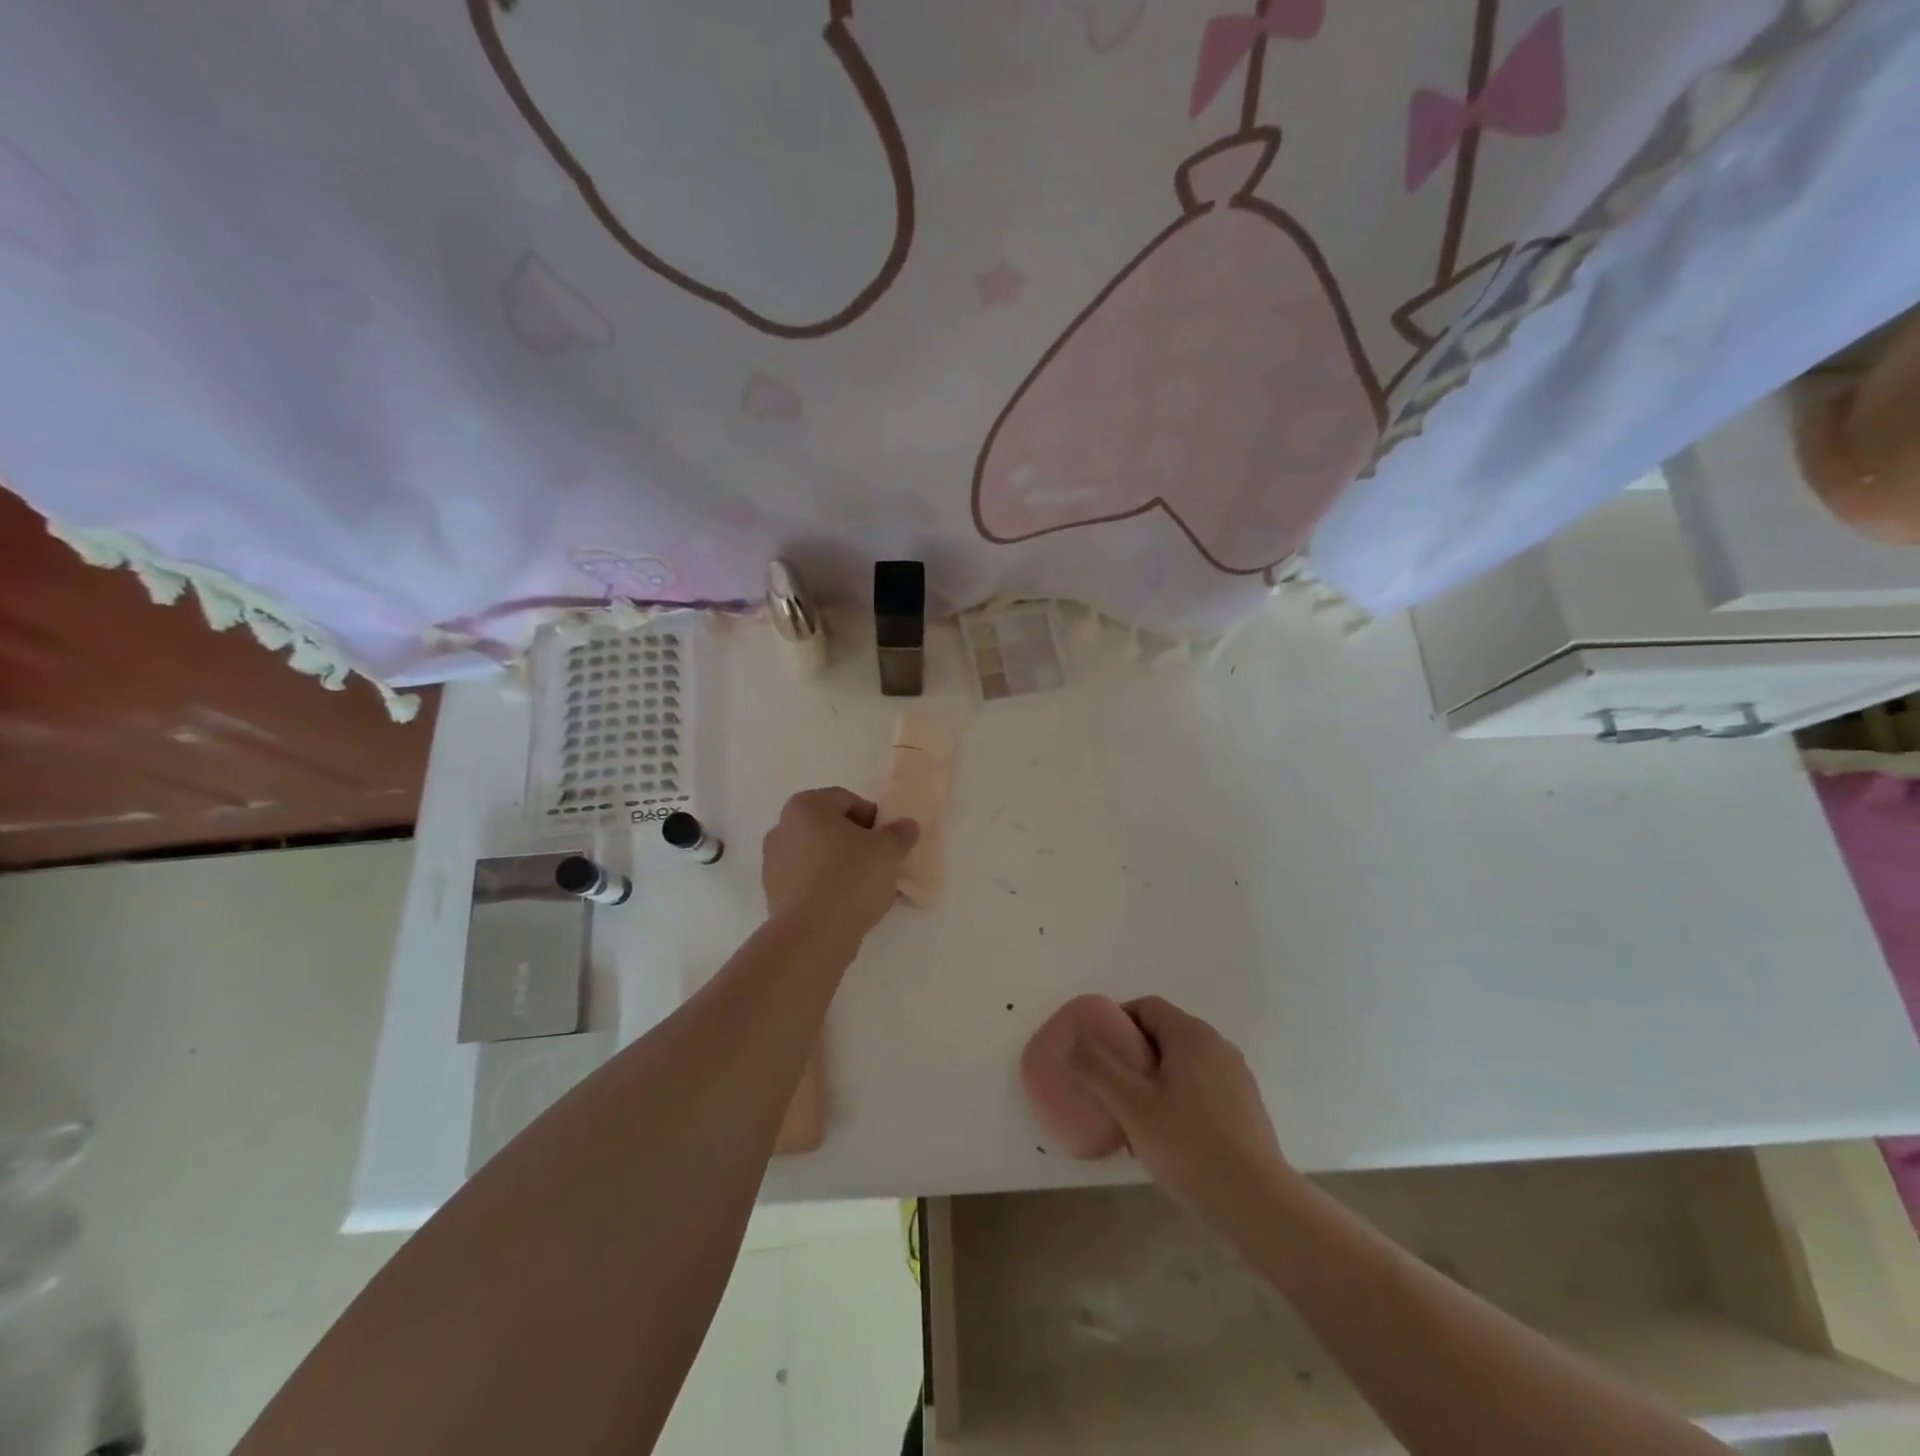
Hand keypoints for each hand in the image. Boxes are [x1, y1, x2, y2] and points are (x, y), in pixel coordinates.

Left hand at [761, 787, 918, 947]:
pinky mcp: (773, 895)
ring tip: (865, 889)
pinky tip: (846, 905)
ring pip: (817, 856)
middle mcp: (782, 828)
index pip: (846, 800)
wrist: (813, 935)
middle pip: (829, 828)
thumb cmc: (850, 878)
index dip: (872, 819)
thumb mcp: (888, 851)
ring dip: (840, 865)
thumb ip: (899, 833)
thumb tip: (906, 826)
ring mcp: (773, 864)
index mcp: (805, 807)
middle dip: (854, 842)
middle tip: (879, 863)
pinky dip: (826, 887)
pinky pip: (808, 882)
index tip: (887, 842)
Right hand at [1069, 995, 1297, 1233]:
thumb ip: (1097, 1068)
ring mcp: (1236, 1075)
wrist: (1258, 1204)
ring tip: (1137, 1114)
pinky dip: (1180, 1095)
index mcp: (1191, 1035)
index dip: (1117, 1021)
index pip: (1147, 1007)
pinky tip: (1170, 1134)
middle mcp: (1218, 1045)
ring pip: (1185, 1061)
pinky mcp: (1247, 1105)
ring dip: (1157, 1076)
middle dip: (1135, 1052)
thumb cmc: (1188, 1147)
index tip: (1098, 1050)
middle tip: (1112, 1084)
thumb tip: (1071, 1042)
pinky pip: (1203, 1085)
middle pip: (1166, 1032)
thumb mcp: (1132, 1106)